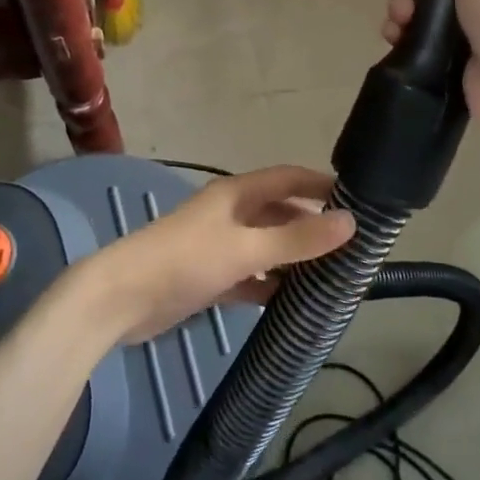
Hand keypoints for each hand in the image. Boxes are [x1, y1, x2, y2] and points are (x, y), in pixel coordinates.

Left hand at [71, 166, 354, 344]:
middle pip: (279, 213)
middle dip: (311, 226)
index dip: (321, 184)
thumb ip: (298, 239)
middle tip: (351, 246)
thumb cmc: (185, 261)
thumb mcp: (246, 248)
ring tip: (332, 276)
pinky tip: (292, 302)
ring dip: (293, 259)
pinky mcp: (209, 277)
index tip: (358, 199)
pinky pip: (250, 276)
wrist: (121, 299)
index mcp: (237, 194)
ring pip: (266, 247)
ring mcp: (218, 246)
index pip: (288, 177)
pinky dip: (269, 285)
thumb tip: (351, 222)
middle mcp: (230, 214)